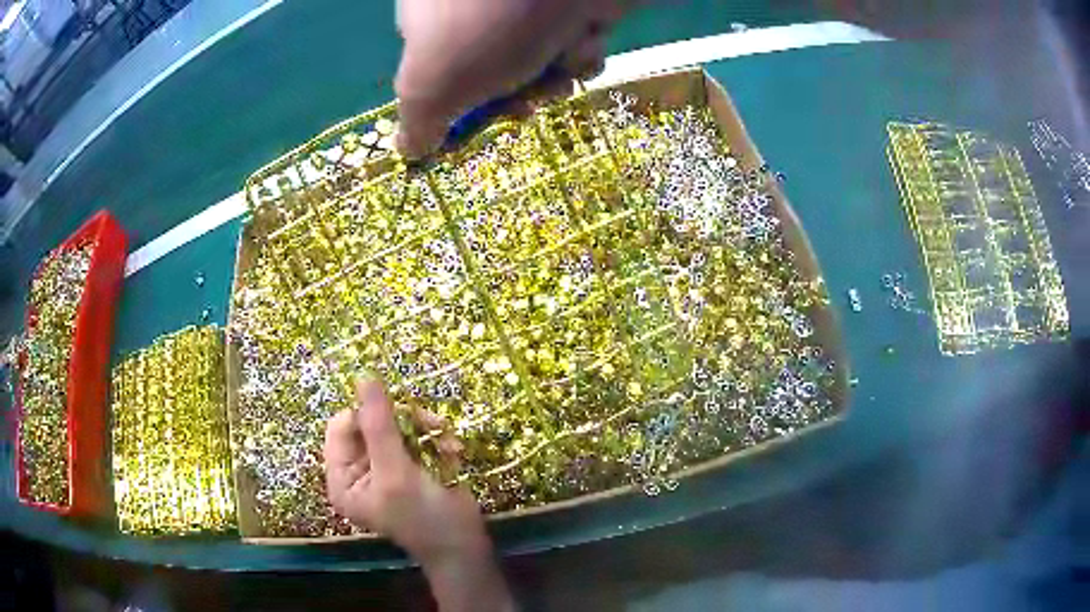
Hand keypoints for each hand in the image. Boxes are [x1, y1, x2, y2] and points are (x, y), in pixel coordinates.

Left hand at [324, 378, 513, 610]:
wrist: (466, 546)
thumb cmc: (424, 518)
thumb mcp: (396, 473)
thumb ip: (379, 425)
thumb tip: (363, 376)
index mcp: (342, 477)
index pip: (342, 426)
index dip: (368, 414)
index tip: (398, 414)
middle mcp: (359, 470)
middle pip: (371, 422)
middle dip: (405, 423)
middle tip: (433, 426)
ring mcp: (386, 466)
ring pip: (398, 424)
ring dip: (426, 430)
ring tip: (449, 444)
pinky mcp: (412, 465)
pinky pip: (418, 435)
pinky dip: (437, 440)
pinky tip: (454, 452)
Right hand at [394, 0, 625, 157]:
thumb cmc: (484, 28)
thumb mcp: (432, 84)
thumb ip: (418, 123)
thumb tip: (410, 150)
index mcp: (432, 17)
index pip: (436, 71)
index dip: (458, 104)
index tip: (475, 126)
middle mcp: (478, 7)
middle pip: (494, 71)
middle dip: (513, 93)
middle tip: (522, 101)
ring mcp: (527, 4)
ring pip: (539, 60)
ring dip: (552, 75)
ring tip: (555, 63)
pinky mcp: (573, 5)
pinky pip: (576, 41)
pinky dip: (581, 50)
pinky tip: (581, 36)